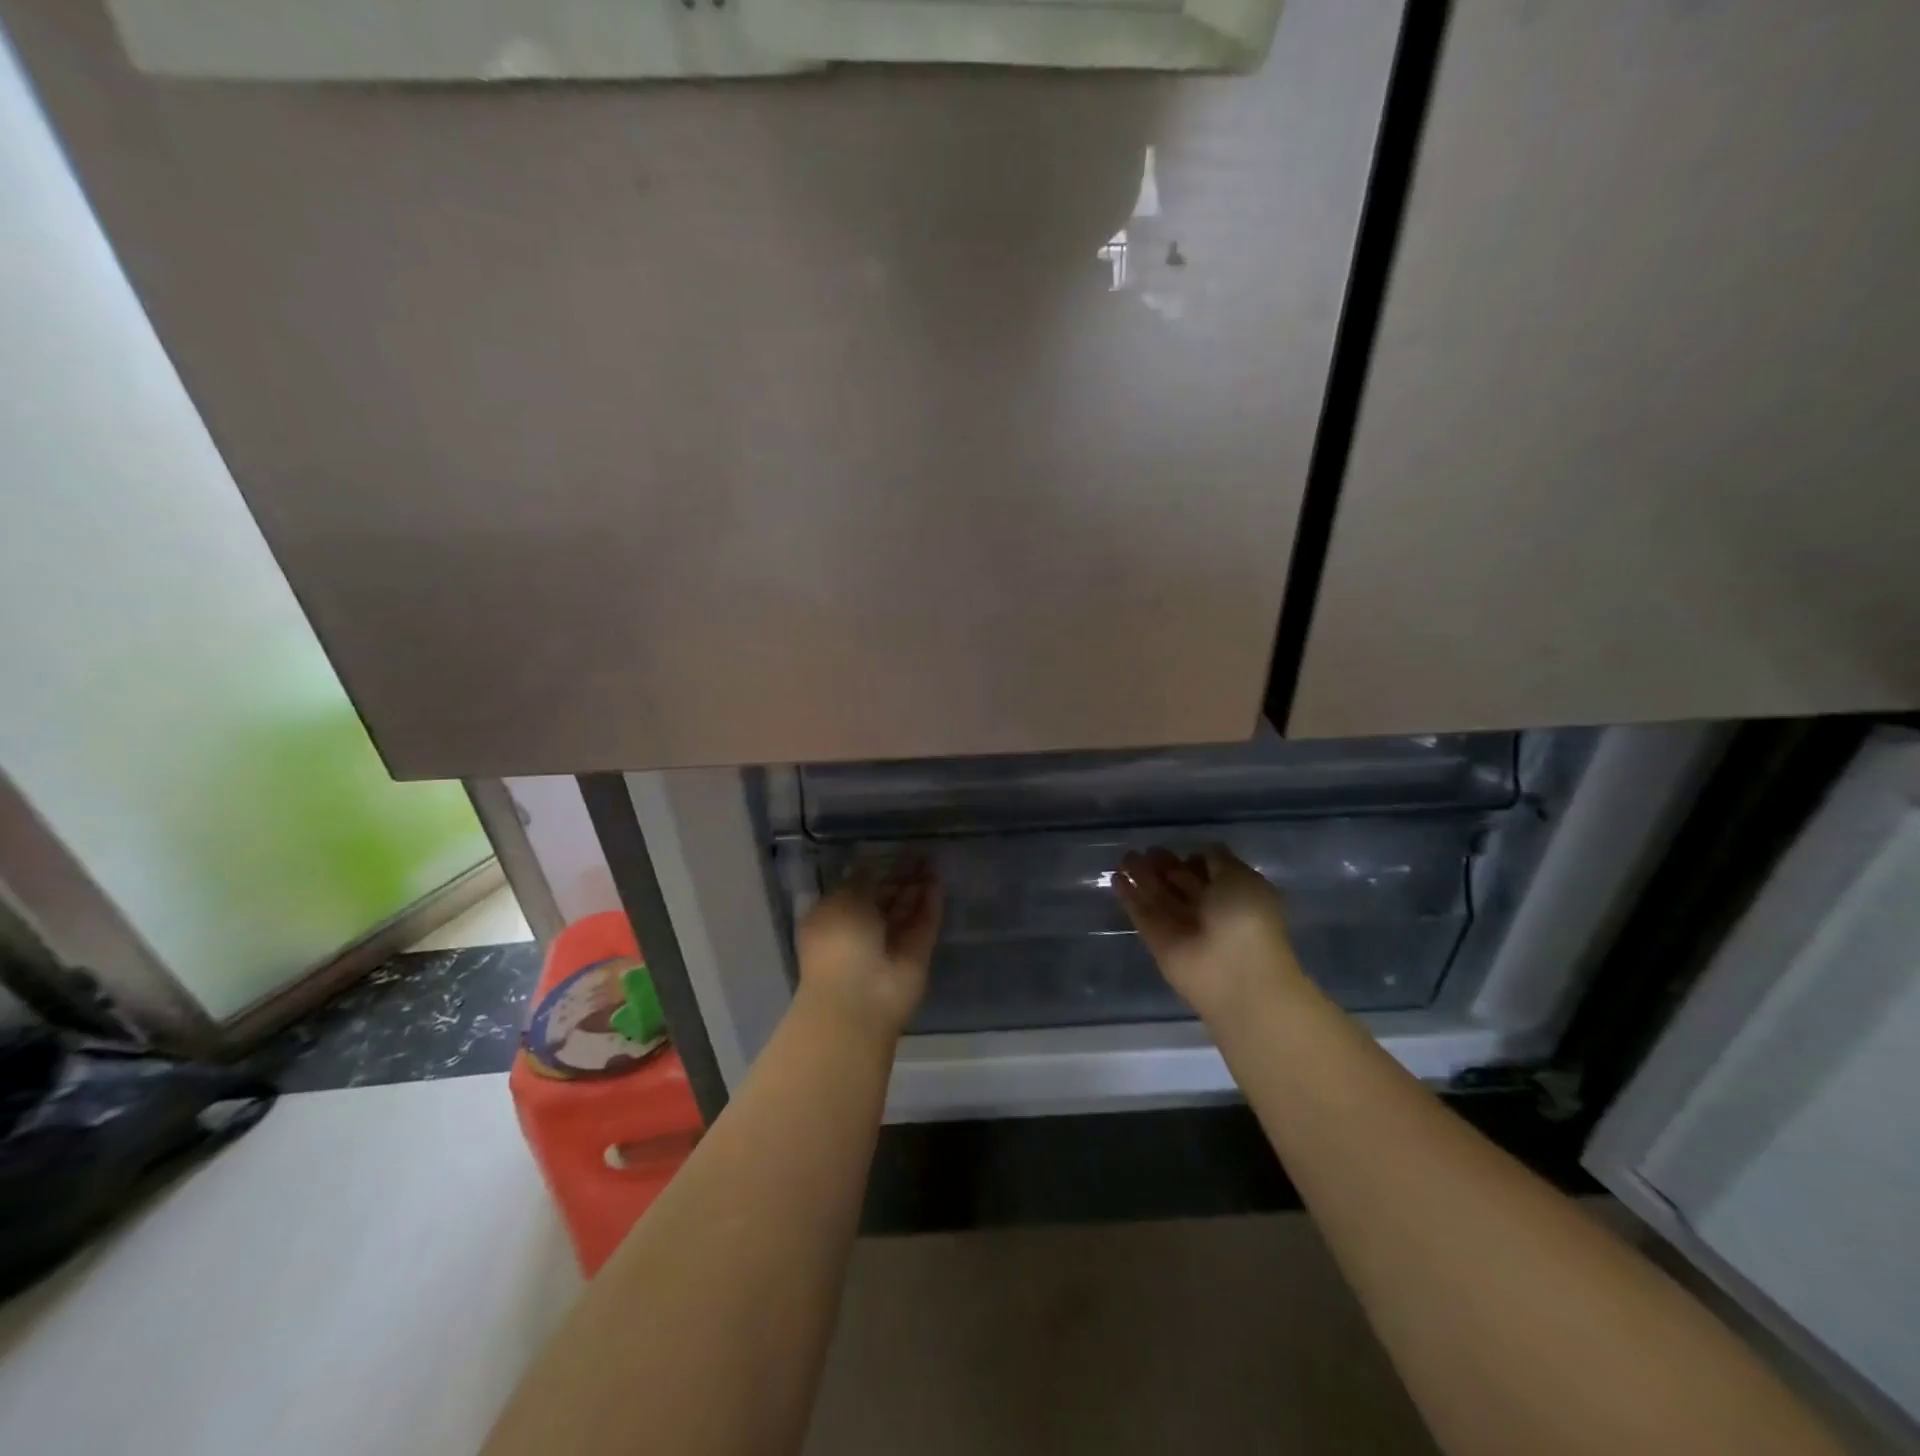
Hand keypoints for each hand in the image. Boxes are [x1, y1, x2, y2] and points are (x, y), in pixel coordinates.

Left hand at [795, 858, 941, 1041]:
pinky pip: (924, 924)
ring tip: (934, 860)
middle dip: (901, 876)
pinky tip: (938, 882)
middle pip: (885, 899)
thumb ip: (860, 880)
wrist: (859, 998)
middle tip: (920, 852)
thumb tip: (872, 866)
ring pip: (907, 910)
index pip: (857, 890)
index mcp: (835, 918)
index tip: (892, 850)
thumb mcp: (842, 900)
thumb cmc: (839, 942)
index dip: (875, 870)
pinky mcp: (916, 955)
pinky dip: (931, 905)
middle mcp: (862, 931)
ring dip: (918, 887)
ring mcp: (891, 945)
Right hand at [1115, 845, 1305, 1021]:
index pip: (1210, 873)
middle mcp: (1208, 911)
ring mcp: (1181, 927)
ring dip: (1142, 876)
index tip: (1181, 851)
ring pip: (1158, 896)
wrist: (1233, 974)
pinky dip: (1129, 896)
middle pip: (1181, 884)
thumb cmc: (1246, 919)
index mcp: (1235, 896)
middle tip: (1147, 850)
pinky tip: (1116, 877)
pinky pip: (1141, 913)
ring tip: (1124, 857)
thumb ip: (1220, 861)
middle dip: (1165, 866)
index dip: (1194, 860)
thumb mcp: (1242, 878)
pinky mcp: (1157, 941)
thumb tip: (1199, 855)